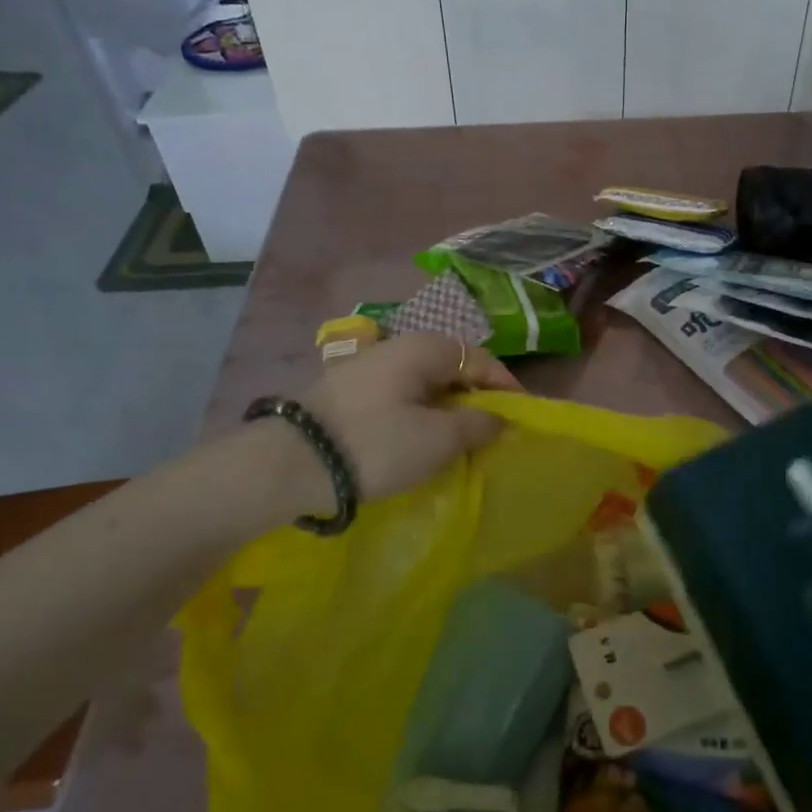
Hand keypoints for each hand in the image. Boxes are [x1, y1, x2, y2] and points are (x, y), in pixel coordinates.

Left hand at [299, 333, 521, 502]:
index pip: (479, 359)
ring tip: (458, 440)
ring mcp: (366, 368)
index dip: (506, 385)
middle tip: (491, 431)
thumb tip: (498, 418)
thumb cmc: (376, 445)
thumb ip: (477, 425)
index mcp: (423, 348)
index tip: (522, 415)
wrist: (289, 464)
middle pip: (450, 368)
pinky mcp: (346, 393)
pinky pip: (399, 396)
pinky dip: (419, 414)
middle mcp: (395, 347)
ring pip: (423, 383)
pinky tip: (418, 439)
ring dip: (446, 408)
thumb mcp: (437, 440)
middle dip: (476, 397)